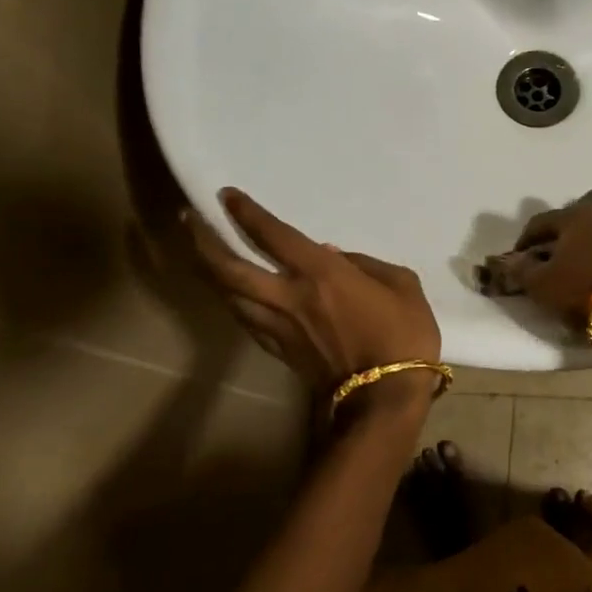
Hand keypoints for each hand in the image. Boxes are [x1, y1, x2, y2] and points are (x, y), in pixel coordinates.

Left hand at [186, 189, 441, 405]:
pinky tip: (232, 295)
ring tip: (201, 254)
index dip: (246, 213)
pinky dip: (233, 301)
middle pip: (229, 268)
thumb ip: (366, 263)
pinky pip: (246, 320)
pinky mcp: (279, 352)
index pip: (272, 236)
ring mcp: (279, 327)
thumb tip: (333, 255)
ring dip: (209, 272)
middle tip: (188, 220)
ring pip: (229, 296)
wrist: (385, 396)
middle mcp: (288, 297)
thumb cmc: (403, 335)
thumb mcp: (402, 285)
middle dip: (203, 241)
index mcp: (320, 274)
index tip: (226, 195)